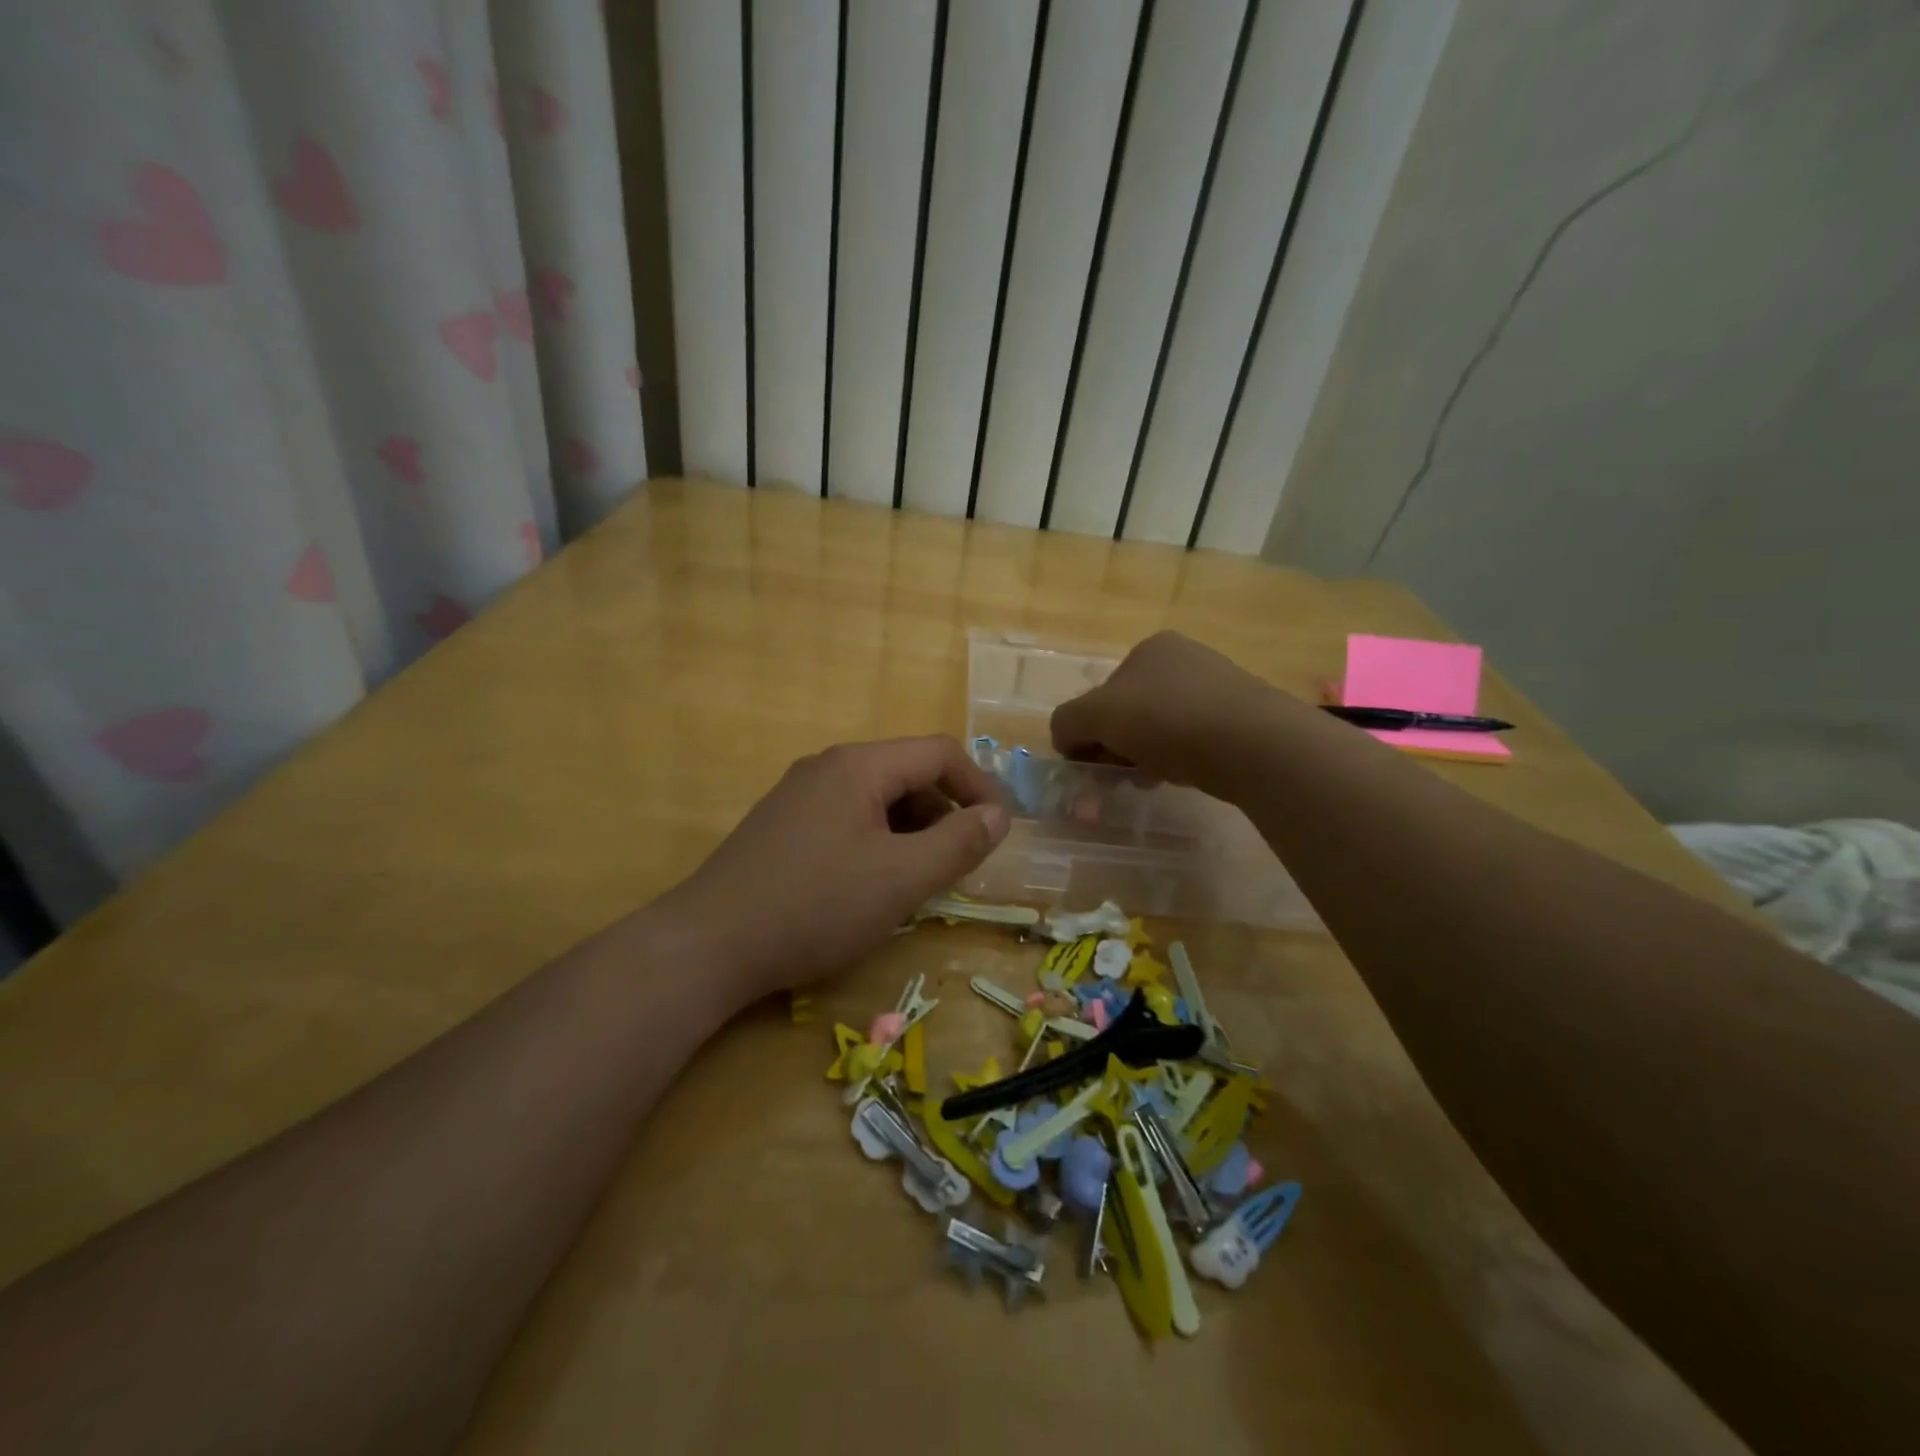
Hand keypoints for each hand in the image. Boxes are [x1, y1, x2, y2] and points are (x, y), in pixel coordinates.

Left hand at [658, 736, 1009, 999]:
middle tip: (958, 866)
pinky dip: (877, 843)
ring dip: (911, 832)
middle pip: (906, 774)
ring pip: (876, 800)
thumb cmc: (816, 906)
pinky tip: (872, 886)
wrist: (709, 945)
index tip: (998, 831)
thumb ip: (959, 843)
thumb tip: (998, 816)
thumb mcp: (902, 878)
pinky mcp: (781, 827)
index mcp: (858, 766)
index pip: (939, 753)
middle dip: (943, 814)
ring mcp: (799, 796)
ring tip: (918, 881)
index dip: (979, 785)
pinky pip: (847, 820)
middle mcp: (827, 767)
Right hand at [1050, 631, 1280, 793]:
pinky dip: (1178, 760)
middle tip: (1116, 778)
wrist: (1253, 743)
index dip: (1088, 730)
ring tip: (1148, 781)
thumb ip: (1067, 723)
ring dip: (1143, 757)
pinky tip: (1179, 777)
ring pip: (1161, 729)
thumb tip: (1064, 739)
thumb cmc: (1166, 719)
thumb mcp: (1095, 715)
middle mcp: (1185, 660)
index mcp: (1150, 649)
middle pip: (1130, 712)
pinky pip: (1193, 742)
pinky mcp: (1242, 720)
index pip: (1102, 693)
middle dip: (1116, 747)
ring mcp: (1218, 689)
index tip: (1091, 764)